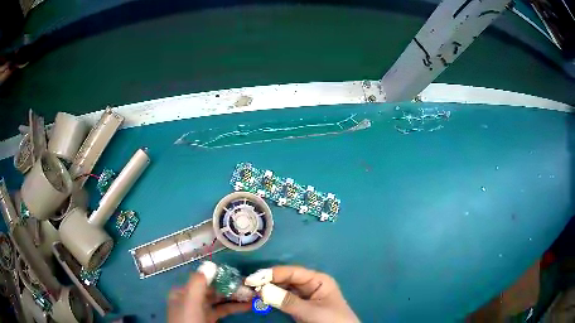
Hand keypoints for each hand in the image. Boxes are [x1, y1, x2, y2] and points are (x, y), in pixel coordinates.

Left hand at [168, 272, 250, 322]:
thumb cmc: (188, 321)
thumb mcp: (191, 302)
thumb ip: (198, 284)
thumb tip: (210, 264)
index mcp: (183, 291)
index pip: (203, 279)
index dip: (221, 277)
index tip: (238, 276)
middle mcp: (191, 298)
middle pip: (213, 289)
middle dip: (231, 288)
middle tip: (250, 287)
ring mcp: (201, 309)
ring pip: (219, 300)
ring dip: (235, 297)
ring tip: (252, 295)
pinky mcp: (209, 319)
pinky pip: (222, 310)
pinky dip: (234, 307)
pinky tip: (247, 306)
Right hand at [246, 266, 358, 322]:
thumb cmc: (332, 320)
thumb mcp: (311, 311)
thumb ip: (288, 301)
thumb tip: (262, 290)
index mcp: (318, 280)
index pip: (292, 272)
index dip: (272, 273)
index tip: (252, 278)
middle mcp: (310, 284)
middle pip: (286, 279)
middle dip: (267, 281)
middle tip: (247, 285)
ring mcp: (304, 295)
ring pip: (282, 288)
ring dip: (267, 289)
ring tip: (250, 290)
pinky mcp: (299, 305)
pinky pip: (283, 298)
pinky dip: (272, 298)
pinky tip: (260, 298)